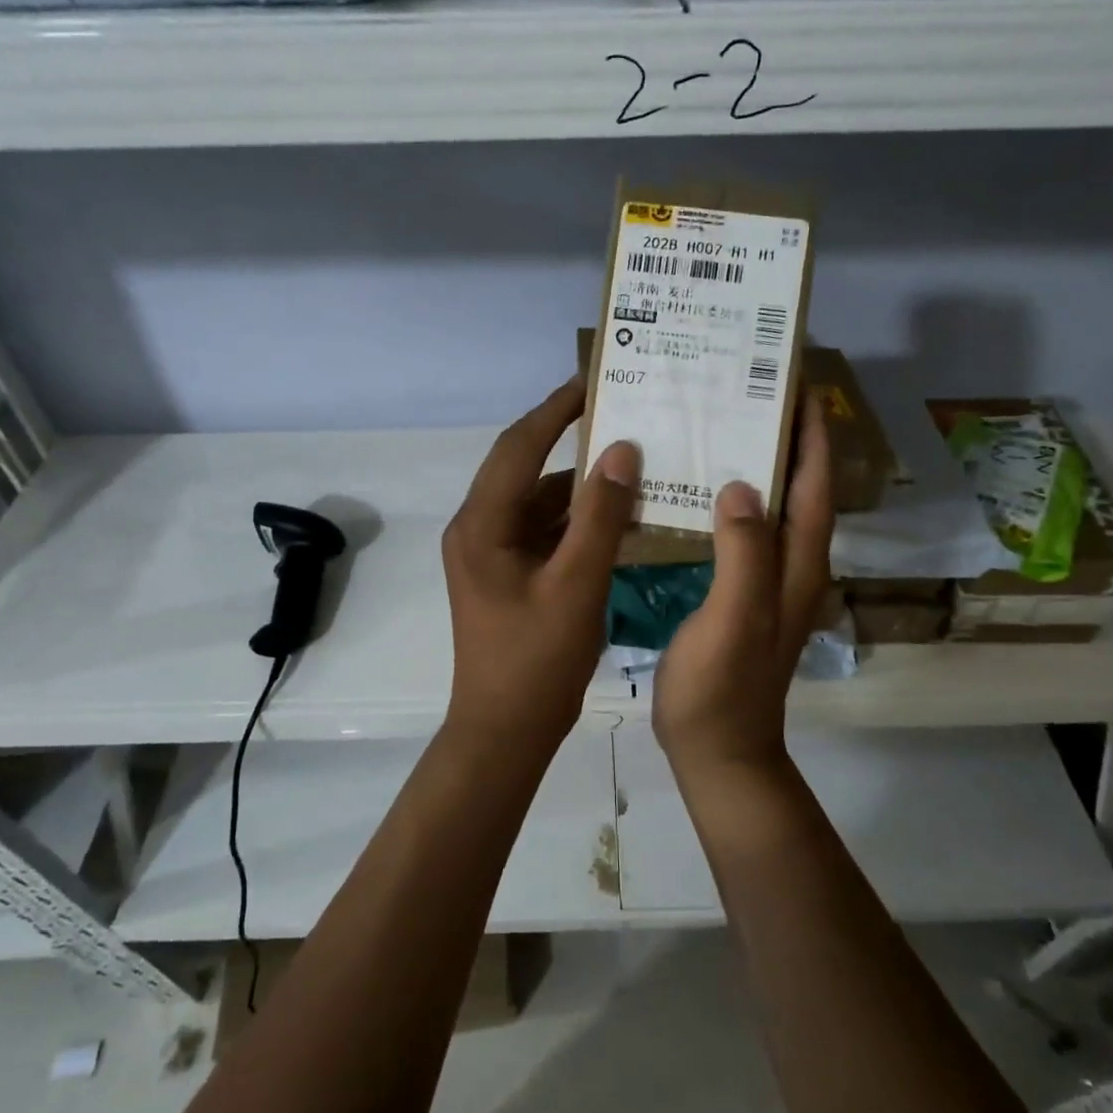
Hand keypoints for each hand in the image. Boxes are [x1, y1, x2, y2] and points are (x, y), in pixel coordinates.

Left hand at [442, 379, 639, 751]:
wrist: (504, 732)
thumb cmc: (537, 661)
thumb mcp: (576, 584)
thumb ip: (600, 515)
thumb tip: (621, 450)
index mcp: (481, 524)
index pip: (518, 446)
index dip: (555, 410)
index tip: (593, 380)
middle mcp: (478, 528)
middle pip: (526, 468)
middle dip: (571, 441)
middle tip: (621, 415)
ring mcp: (491, 553)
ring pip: (539, 502)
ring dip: (581, 487)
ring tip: (633, 465)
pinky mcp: (507, 574)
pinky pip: (544, 532)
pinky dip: (578, 522)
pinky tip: (621, 519)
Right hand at [653, 394, 833, 779]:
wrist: (717, 751)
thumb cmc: (723, 687)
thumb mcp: (735, 617)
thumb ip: (744, 552)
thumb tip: (746, 484)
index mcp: (798, 565)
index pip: (815, 486)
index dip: (812, 435)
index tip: (798, 384)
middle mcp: (792, 567)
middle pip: (799, 490)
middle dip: (786, 439)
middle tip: (749, 394)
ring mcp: (767, 583)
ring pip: (772, 509)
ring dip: (759, 466)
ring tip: (722, 427)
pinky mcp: (742, 595)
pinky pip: (743, 533)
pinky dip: (731, 502)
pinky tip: (698, 491)